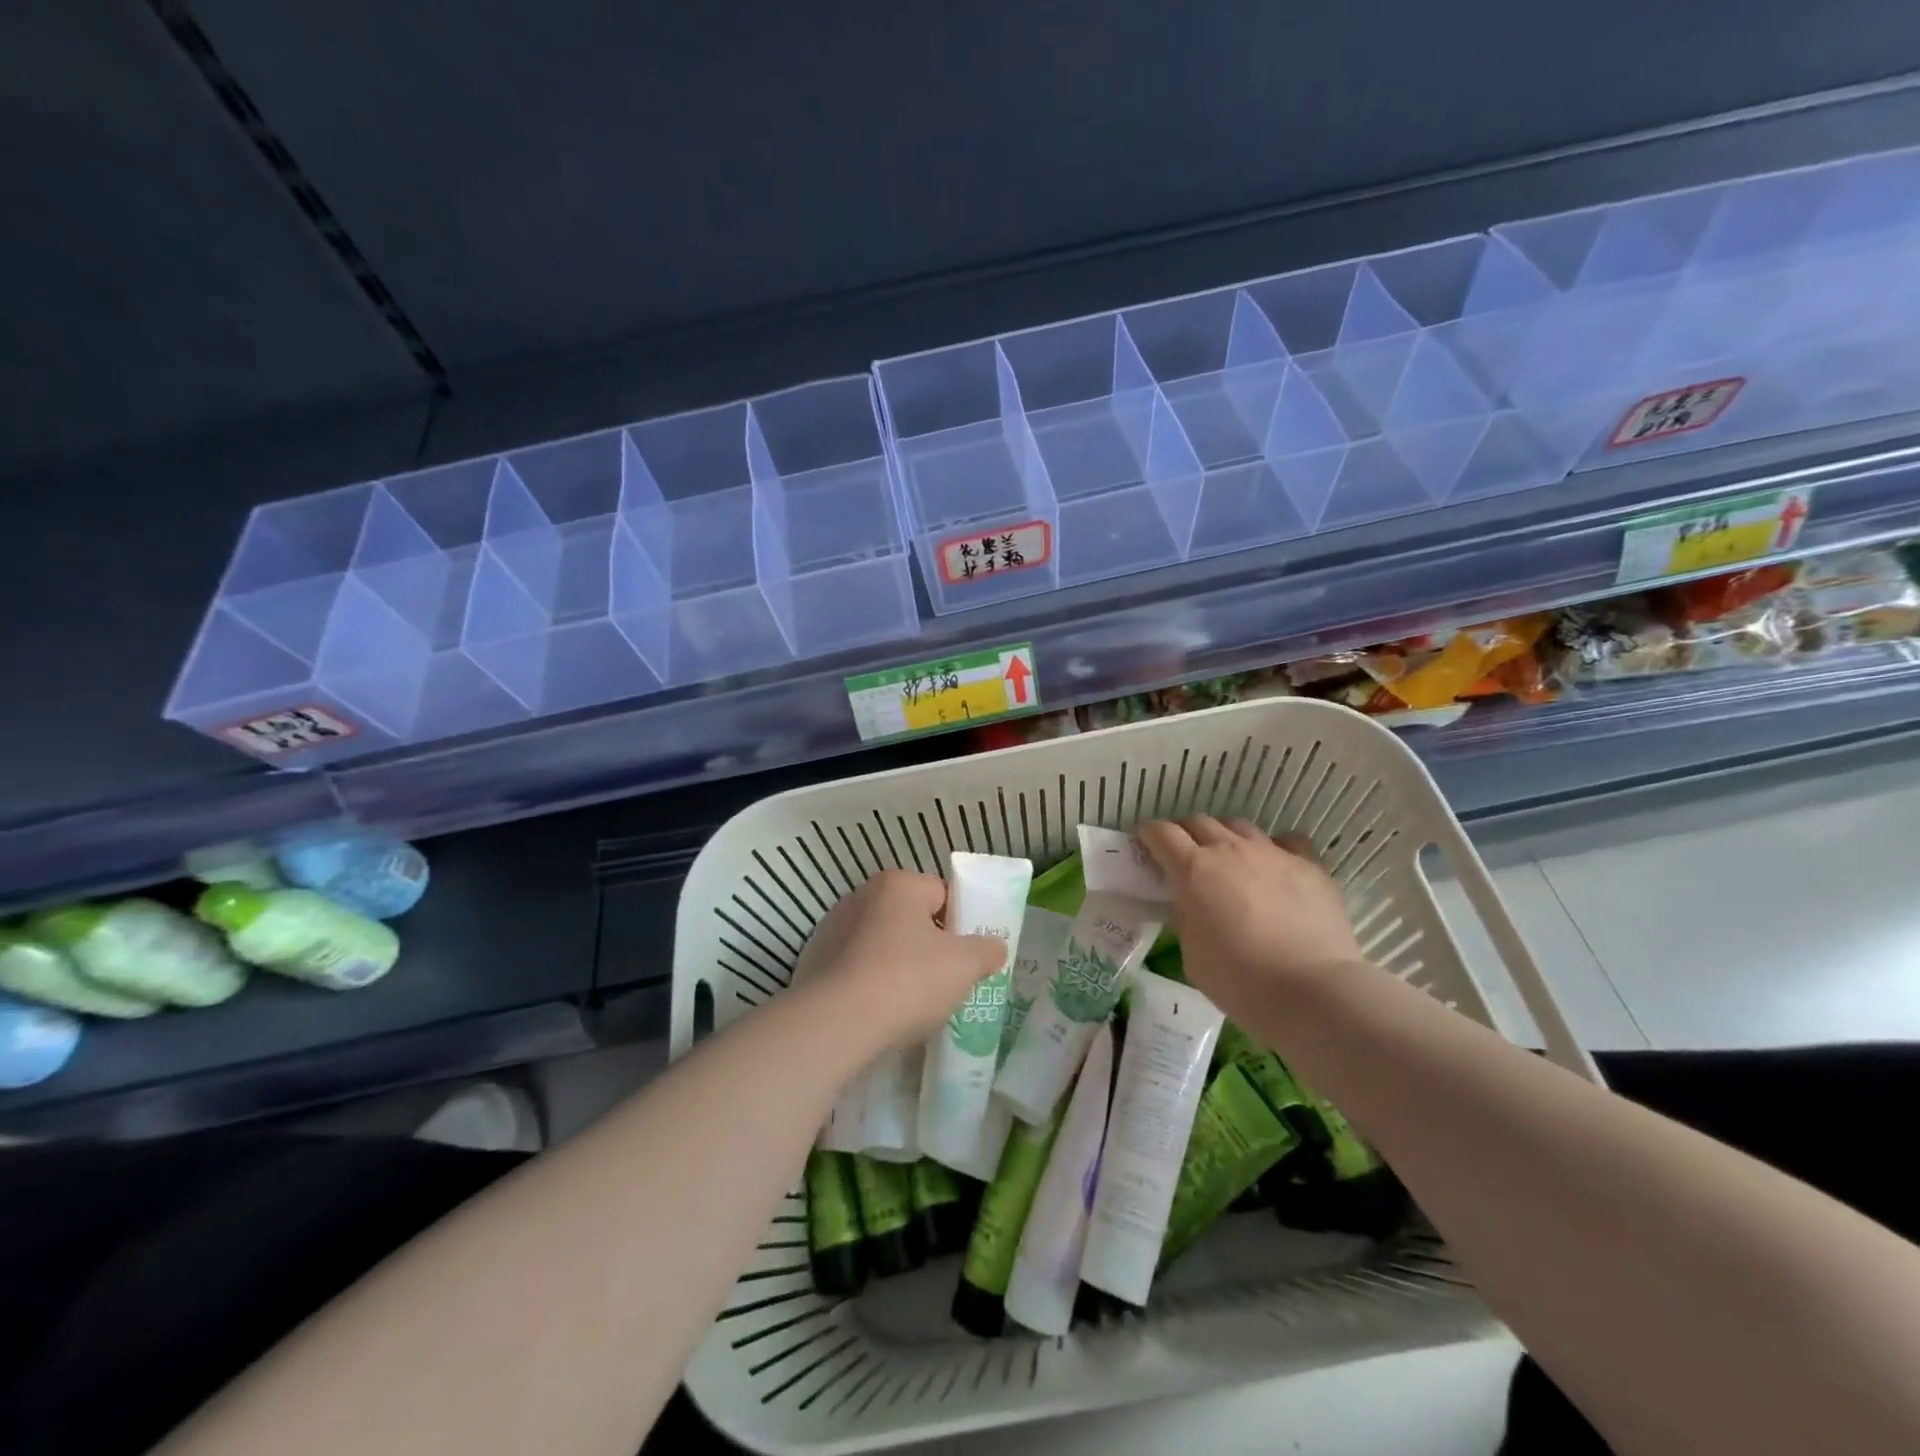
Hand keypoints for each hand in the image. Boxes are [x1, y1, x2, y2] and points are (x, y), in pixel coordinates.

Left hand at [792, 870, 1006, 1053]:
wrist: (834, 1024)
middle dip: (927, 946)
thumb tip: (993, 947)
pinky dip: (867, 983)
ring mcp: (832, 928)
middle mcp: (861, 896)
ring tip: (909, 1004)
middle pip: (909, 918)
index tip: (965, 958)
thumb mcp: (964, 966)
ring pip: (880, 943)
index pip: (942, 894)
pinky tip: (876, 1012)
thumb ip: (985, 951)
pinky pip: (854, 967)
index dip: (959, 925)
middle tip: (942, 982)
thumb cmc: (906, 981)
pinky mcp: (813, 961)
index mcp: (898, 884)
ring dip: (895, 965)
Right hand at [1136, 816, 1364, 1025]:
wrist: (1311, 991)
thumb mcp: (1191, 953)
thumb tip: (1192, 904)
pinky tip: (1274, 867)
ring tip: (1228, 859)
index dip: (1149, 834)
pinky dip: (1273, 848)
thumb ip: (1186, 918)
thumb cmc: (1239, 980)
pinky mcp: (1309, 865)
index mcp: (1193, 869)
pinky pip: (1286, 841)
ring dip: (1225, 837)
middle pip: (1199, 821)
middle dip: (1185, 833)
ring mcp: (1272, 853)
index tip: (1145, 843)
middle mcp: (1230, 849)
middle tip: (1183, 854)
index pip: (1162, 833)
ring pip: (1239, 826)